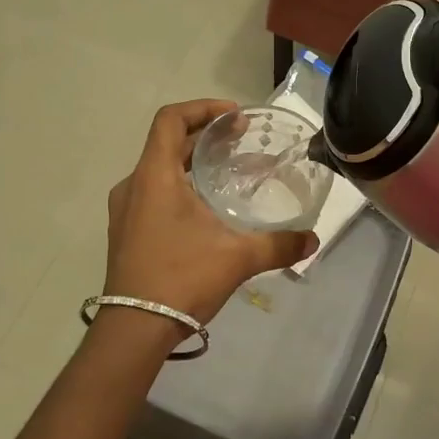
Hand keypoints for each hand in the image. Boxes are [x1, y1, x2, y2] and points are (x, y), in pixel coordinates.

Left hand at [103, 100, 317, 325]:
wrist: (134, 330)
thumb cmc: (181, 279)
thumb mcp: (237, 258)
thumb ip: (278, 245)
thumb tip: (313, 240)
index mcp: (154, 176)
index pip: (171, 119)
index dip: (203, 109)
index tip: (235, 118)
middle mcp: (134, 185)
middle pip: (169, 143)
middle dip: (207, 137)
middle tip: (242, 141)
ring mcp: (125, 210)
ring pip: (161, 170)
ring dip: (194, 164)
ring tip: (230, 172)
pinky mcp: (126, 231)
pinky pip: (154, 193)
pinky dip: (182, 187)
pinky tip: (208, 209)